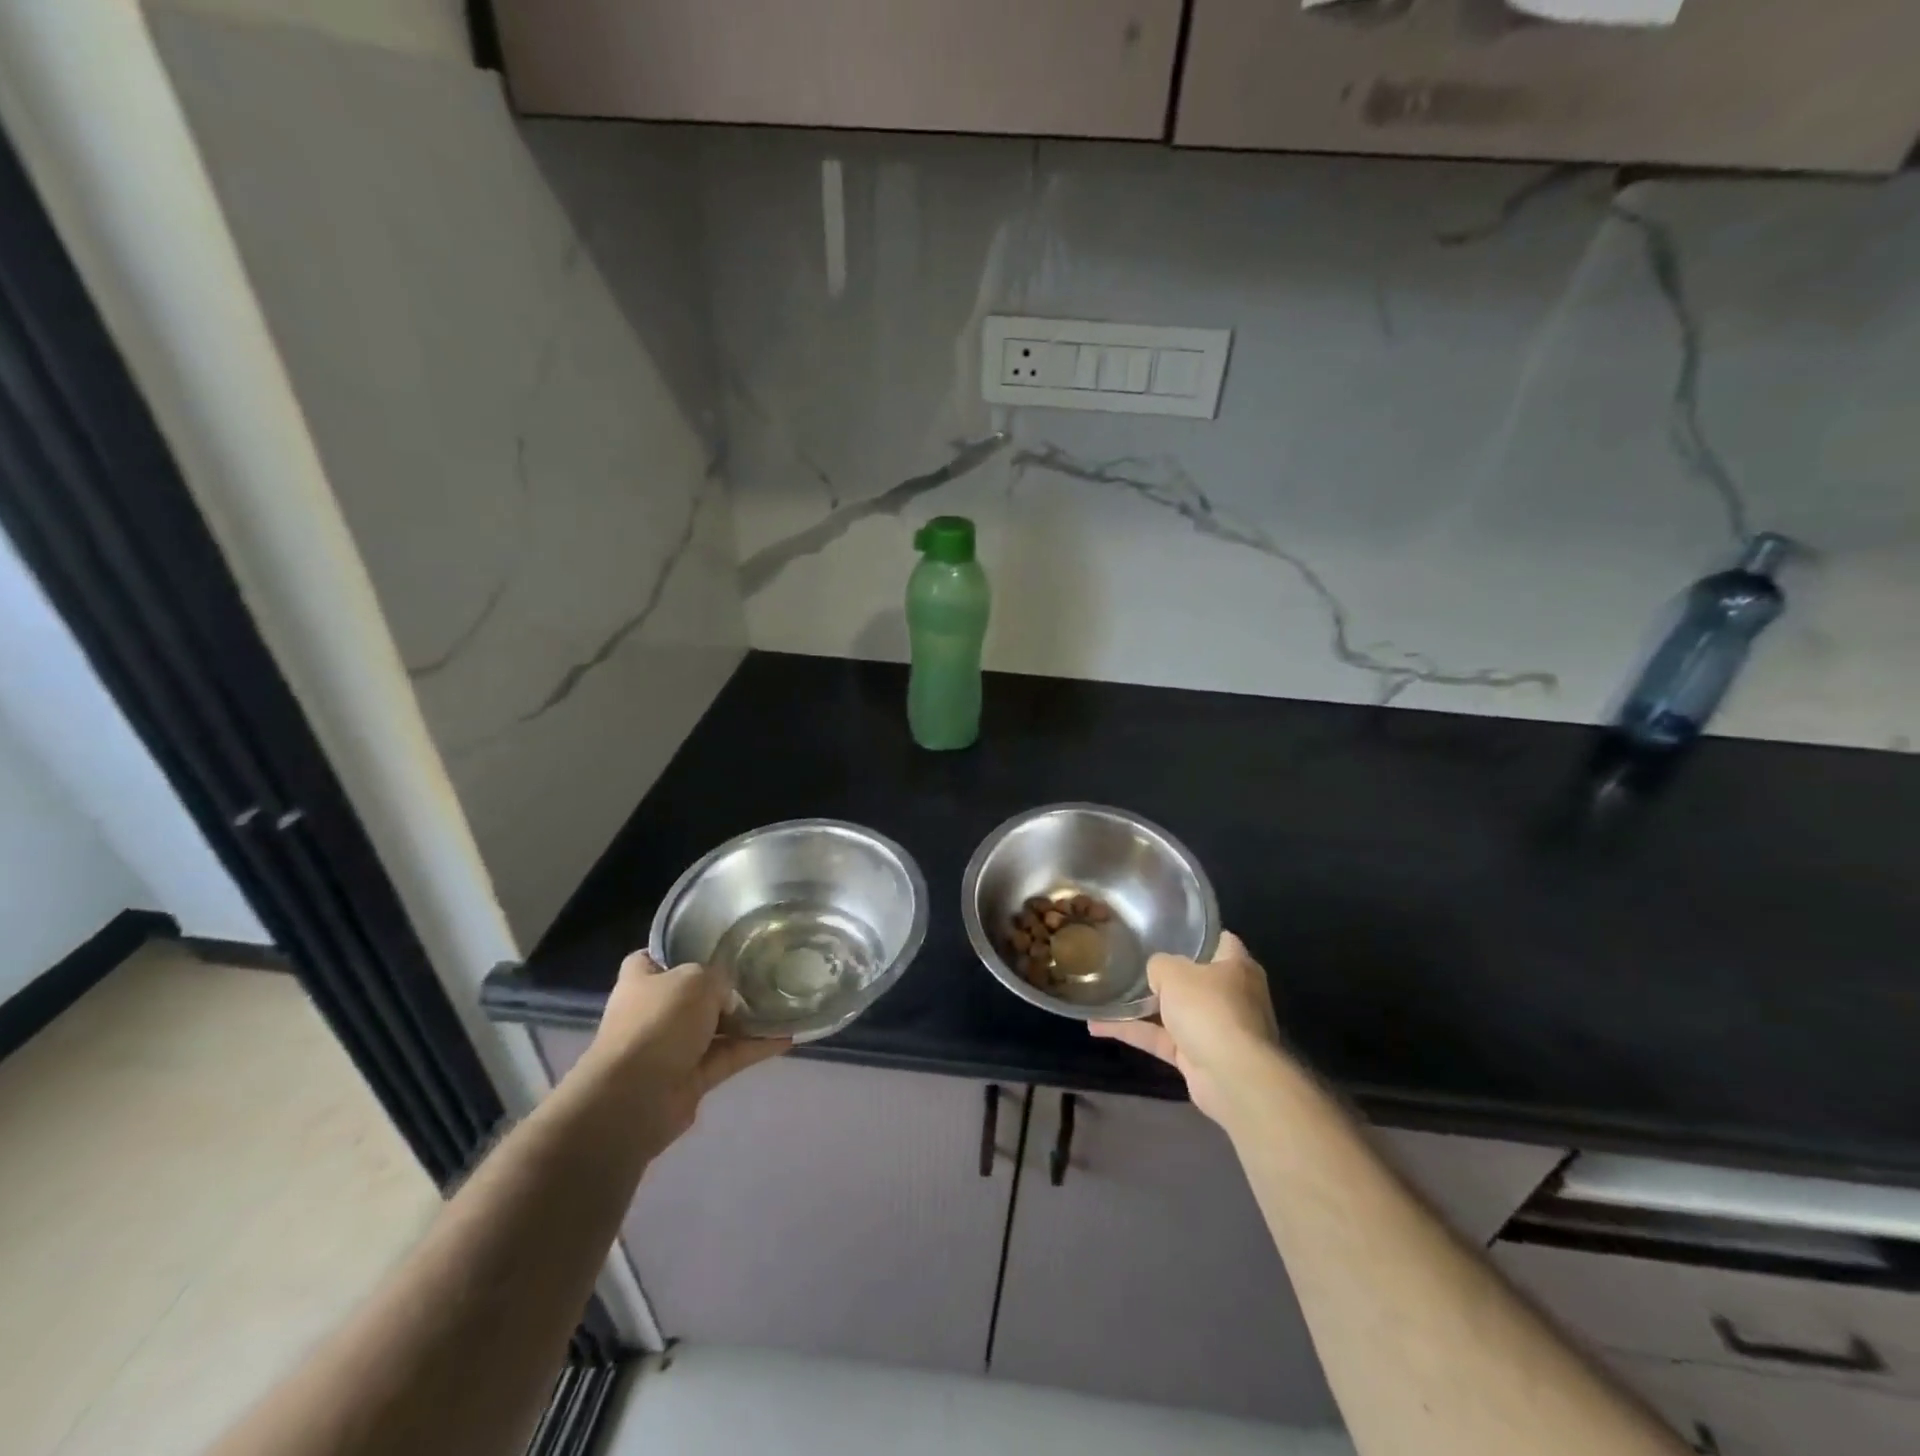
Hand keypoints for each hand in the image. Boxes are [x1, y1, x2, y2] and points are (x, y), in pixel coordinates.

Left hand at [578, 952, 787, 1148]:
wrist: (636, 1097)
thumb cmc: (658, 1022)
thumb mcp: (696, 979)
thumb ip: (718, 978)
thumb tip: (728, 996)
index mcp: (642, 979)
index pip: (658, 956)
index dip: (683, 949)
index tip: (717, 944)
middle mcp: (655, 1010)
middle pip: (695, 992)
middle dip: (726, 986)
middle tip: (764, 971)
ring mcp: (673, 1046)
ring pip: (717, 1027)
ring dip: (747, 1019)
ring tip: (785, 1002)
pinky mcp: (692, 1077)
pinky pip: (729, 1055)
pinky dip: (755, 1047)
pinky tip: (787, 1036)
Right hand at [1090, 931, 1280, 1126]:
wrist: (1230, 1077)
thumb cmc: (1209, 1009)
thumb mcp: (1174, 972)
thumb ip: (1160, 965)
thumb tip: (1157, 972)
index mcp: (1237, 967)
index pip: (1221, 941)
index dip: (1198, 935)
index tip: (1169, 930)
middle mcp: (1231, 996)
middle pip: (1196, 978)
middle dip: (1167, 974)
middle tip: (1133, 960)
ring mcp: (1215, 1029)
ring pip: (1174, 1011)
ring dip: (1142, 1007)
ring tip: (1107, 993)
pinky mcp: (1198, 1057)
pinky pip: (1161, 1038)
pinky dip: (1133, 1032)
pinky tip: (1098, 1026)